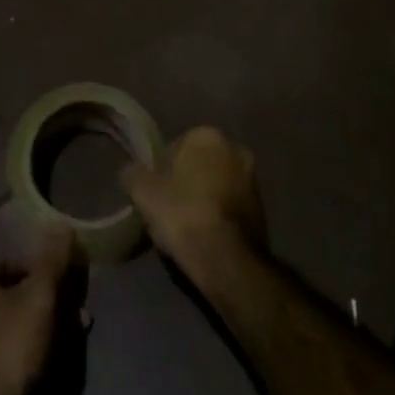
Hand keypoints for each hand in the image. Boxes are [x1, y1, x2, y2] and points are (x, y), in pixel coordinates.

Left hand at [0, 226, 80, 394]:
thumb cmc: (6, 348)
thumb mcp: (37, 297)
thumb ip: (52, 260)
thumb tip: (63, 224)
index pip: (12, 262)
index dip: (43, 269)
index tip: (69, 283)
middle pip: (14, 295)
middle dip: (48, 301)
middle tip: (77, 312)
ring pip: (14, 325)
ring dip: (45, 327)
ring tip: (74, 336)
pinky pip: (7, 353)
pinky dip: (31, 352)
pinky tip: (53, 362)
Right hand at [121, 126, 267, 273]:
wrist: (226, 259)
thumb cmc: (183, 213)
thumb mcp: (143, 192)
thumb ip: (133, 174)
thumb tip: (130, 170)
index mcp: (207, 135)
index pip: (176, 146)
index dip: (162, 170)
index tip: (155, 192)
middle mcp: (235, 148)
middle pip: (199, 164)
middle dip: (187, 181)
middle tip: (170, 208)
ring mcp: (253, 179)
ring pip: (217, 185)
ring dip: (205, 198)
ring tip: (187, 227)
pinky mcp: (263, 210)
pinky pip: (231, 207)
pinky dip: (219, 216)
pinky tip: (206, 237)